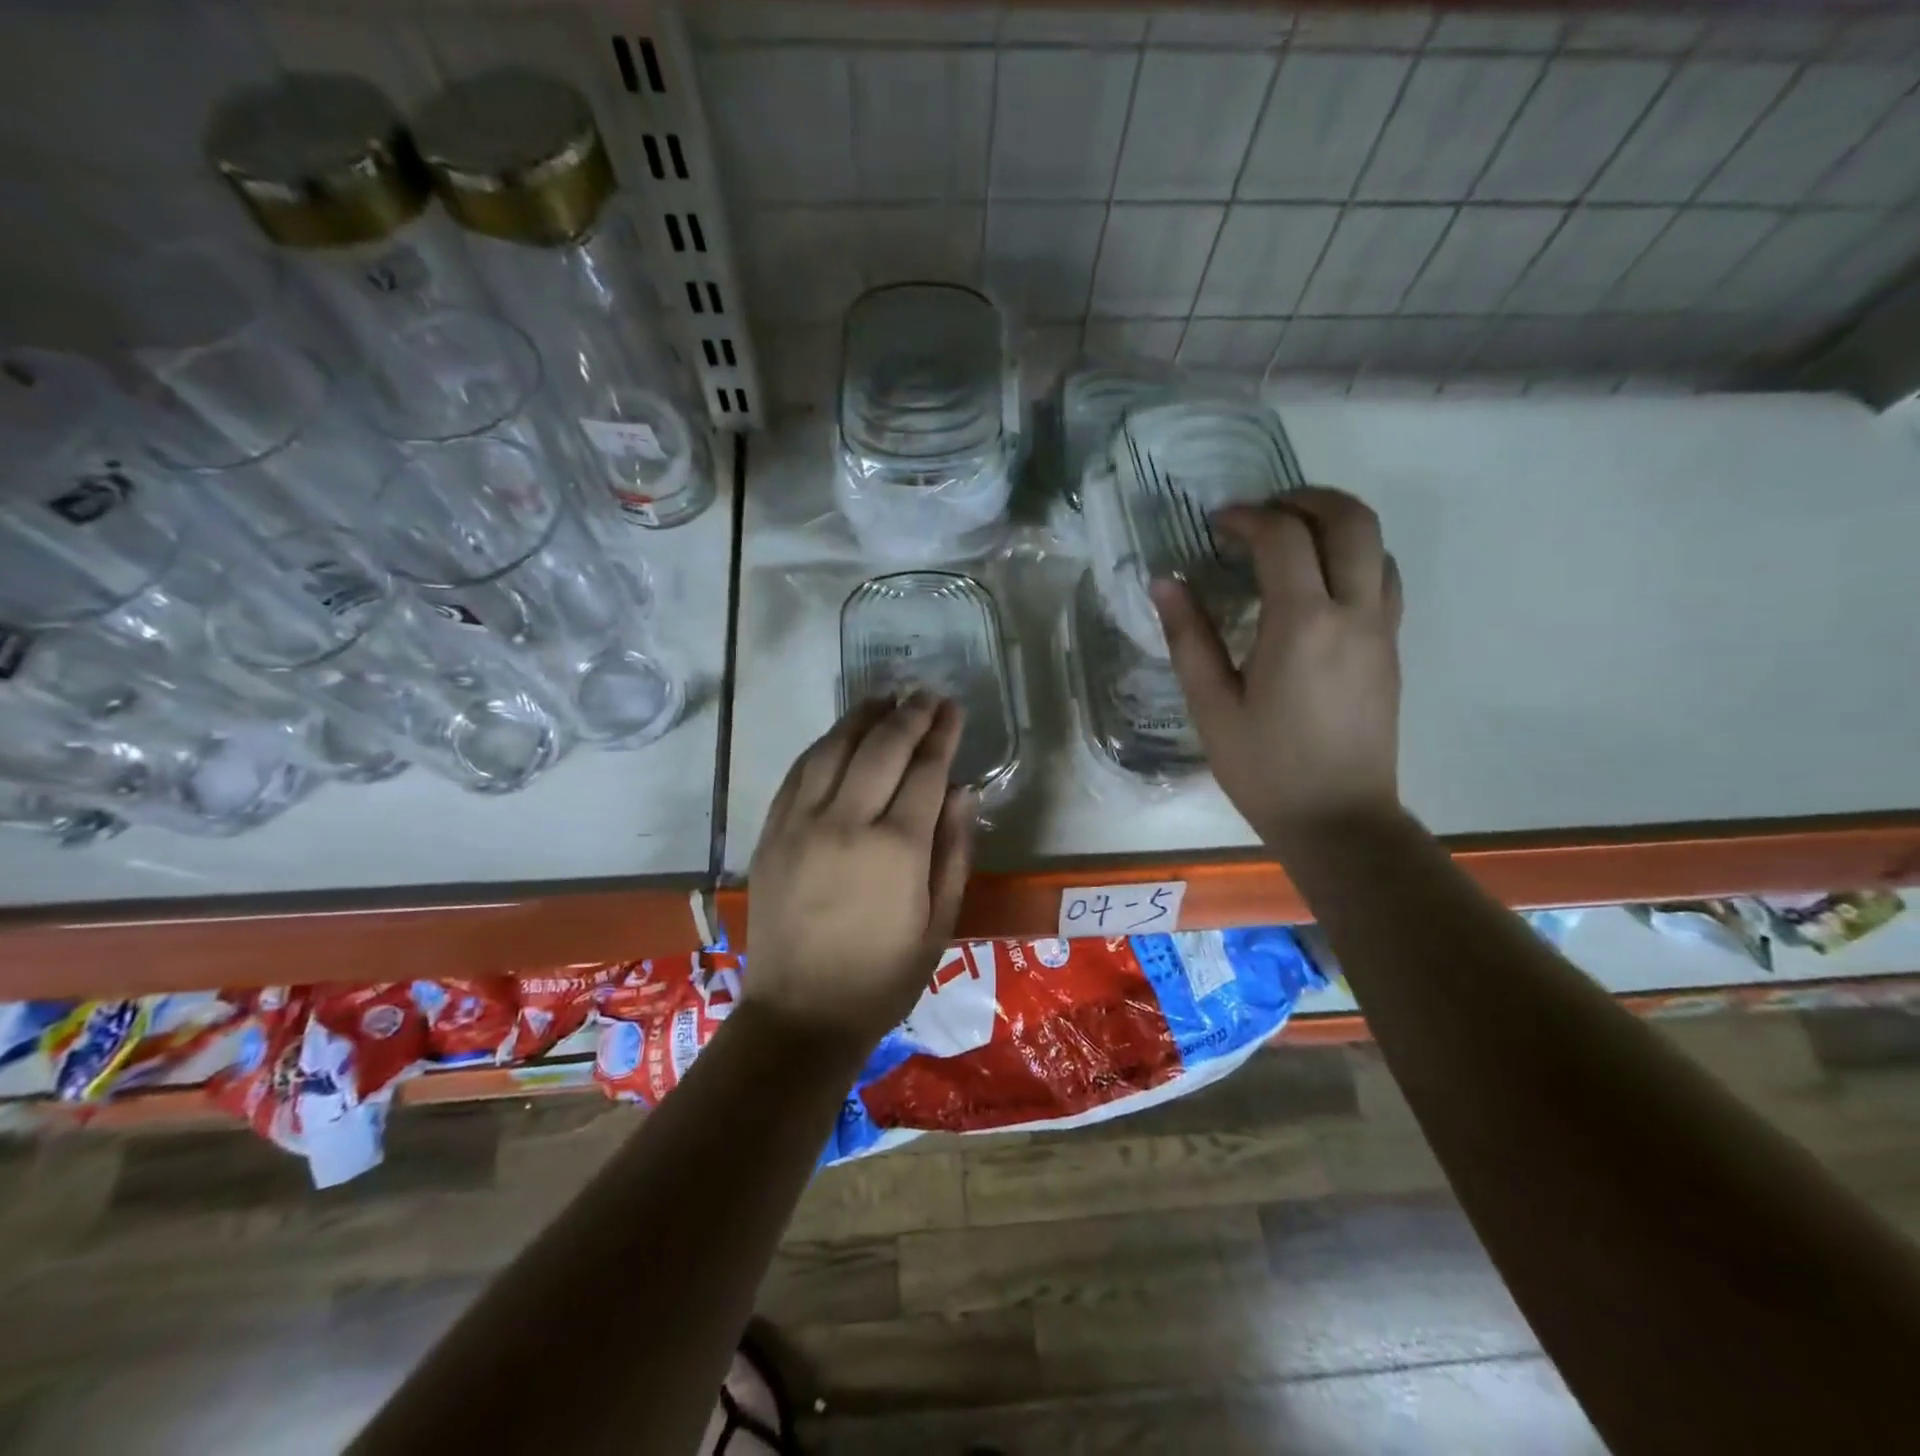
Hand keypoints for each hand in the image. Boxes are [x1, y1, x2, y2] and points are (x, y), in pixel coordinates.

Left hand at [744, 693, 975, 1052]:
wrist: (801, 1014)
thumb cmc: (883, 977)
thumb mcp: (939, 923)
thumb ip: (954, 851)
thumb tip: (964, 791)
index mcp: (897, 848)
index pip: (925, 771)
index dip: (942, 734)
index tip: (953, 708)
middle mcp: (846, 822)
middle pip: (881, 748)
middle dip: (909, 715)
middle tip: (926, 694)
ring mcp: (801, 823)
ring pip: (834, 748)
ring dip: (863, 718)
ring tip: (885, 698)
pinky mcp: (772, 832)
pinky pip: (799, 772)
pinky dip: (824, 744)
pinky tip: (840, 735)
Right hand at [1152, 487, 1403, 848]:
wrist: (1339, 820)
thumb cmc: (1265, 768)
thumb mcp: (1211, 707)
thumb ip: (1188, 638)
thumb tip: (1165, 582)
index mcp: (1302, 625)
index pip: (1283, 538)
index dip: (1247, 517)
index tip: (1216, 525)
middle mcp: (1353, 613)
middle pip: (1351, 519)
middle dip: (1305, 499)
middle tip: (1262, 512)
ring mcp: (1381, 629)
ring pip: (1378, 543)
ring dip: (1336, 523)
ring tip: (1289, 539)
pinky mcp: (1390, 648)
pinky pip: (1384, 577)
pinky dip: (1354, 556)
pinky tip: (1317, 582)